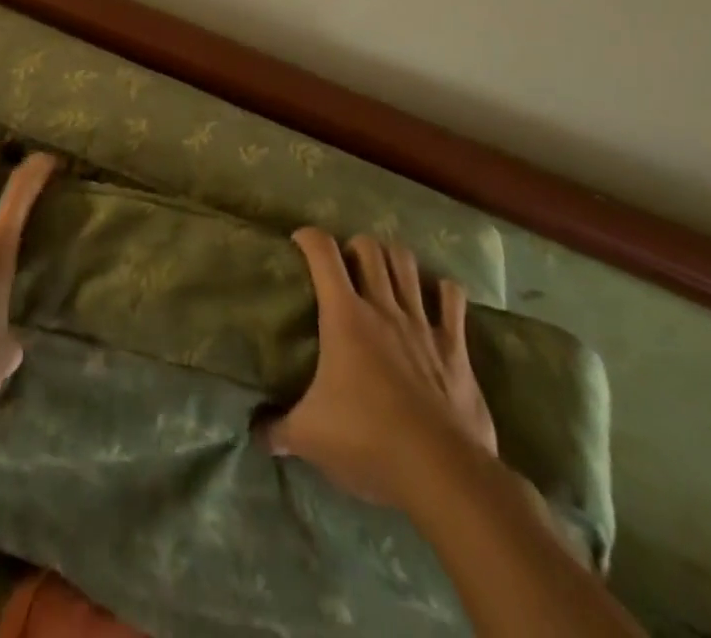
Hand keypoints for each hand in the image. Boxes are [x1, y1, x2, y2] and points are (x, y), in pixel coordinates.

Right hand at [268, 229, 497, 510]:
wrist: (441, 472)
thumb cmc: (368, 442)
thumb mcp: (309, 437)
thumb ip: (278, 429)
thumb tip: (256, 432)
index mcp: (344, 316)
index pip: (323, 253)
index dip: (309, 237)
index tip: (299, 242)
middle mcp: (383, 308)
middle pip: (369, 248)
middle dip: (354, 246)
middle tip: (345, 265)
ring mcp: (422, 323)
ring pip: (407, 263)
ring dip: (393, 258)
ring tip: (384, 271)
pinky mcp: (454, 346)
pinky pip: (452, 299)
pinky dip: (442, 290)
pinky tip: (435, 296)